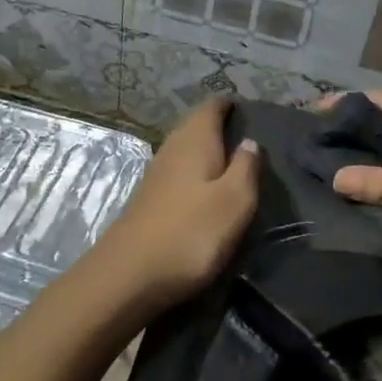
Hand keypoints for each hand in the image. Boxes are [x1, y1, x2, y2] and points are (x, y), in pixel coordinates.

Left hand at [88, 97, 260, 309]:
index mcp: (195, 140)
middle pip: (196, 125)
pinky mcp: (149, 199)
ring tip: (233, 163)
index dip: (230, 104)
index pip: (211, 106)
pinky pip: (178, 172)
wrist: (131, 275)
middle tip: (248, 137)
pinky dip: (195, 173)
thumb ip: (246, 167)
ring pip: (186, 149)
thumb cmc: (192, 233)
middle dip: (219, 126)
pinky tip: (206, 190)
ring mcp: (156, 174)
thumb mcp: (235, 201)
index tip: (251, 111)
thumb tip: (250, 141)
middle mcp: (172, 148)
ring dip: (207, 151)